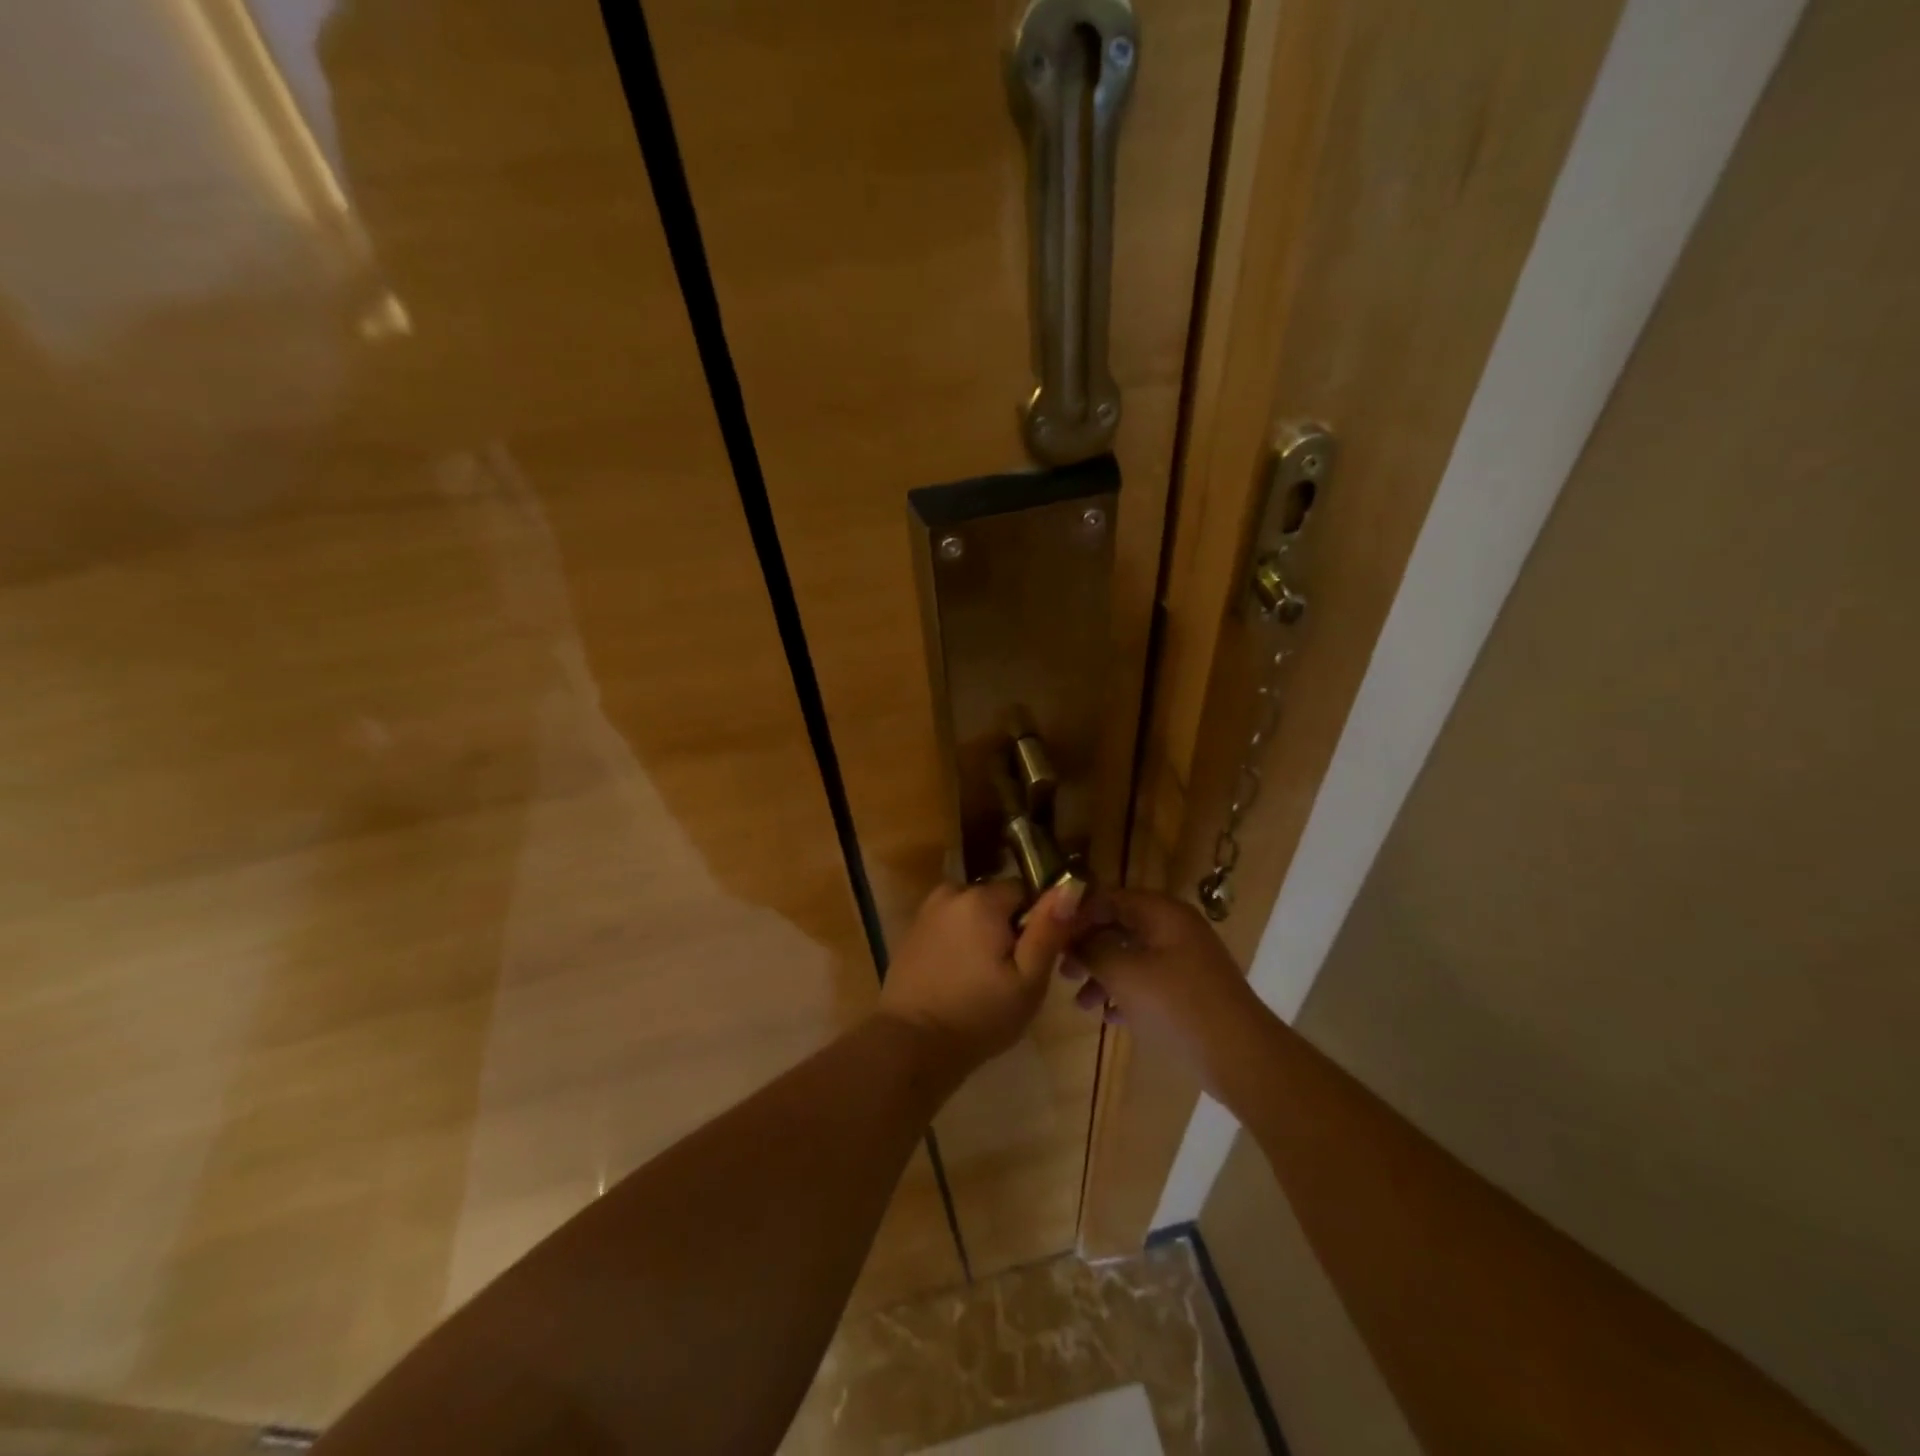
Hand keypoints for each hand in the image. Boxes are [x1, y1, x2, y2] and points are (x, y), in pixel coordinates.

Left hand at [877, 877, 1084, 1083]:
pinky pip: (950, 926)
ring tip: (985, 979)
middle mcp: (951, 892)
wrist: (912, 1044)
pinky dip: (960, 944)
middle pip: (997, 900)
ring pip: (973, 913)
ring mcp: (927, 911)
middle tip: (1012, 974)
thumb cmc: (979, 1015)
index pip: (1025, 889)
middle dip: (1009, 927)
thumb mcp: (1028, 979)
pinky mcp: (912, 932)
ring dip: (983, 935)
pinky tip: (960, 978)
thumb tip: (1071, 885)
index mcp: (981, 898)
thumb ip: (1049, 929)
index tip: (1035, 956)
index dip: (1037, 920)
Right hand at [1061, 888, 1263, 1098]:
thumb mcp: (1124, 974)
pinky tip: (1107, 1016)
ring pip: (1132, 956)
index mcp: (1162, 912)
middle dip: (1088, 948)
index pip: (1110, 898)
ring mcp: (1185, 960)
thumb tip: (1072, 940)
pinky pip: (1148, 981)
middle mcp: (1174, 928)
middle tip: (1063, 971)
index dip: (1078, 915)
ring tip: (1081, 1003)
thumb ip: (1092, 950)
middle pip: (1120, 926)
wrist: (1241, 1057)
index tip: (1051, 939)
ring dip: (1103, 974)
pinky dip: (1126, 993)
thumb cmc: (1177, 1005)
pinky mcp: (1190, 990)